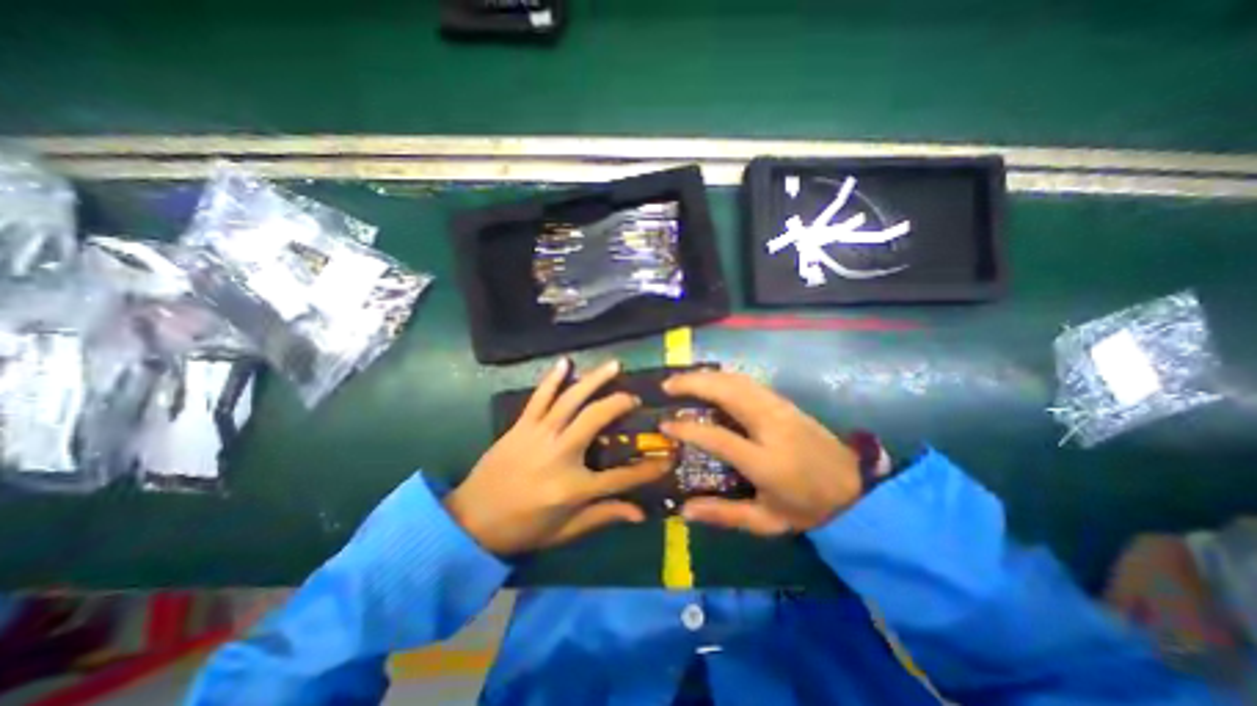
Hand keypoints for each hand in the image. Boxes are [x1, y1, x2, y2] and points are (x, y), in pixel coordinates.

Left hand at [446, 357, 671, 557]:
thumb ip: (603, 516)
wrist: (470, 522)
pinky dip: (553, 377)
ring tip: (614, 365)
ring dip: (594, 380)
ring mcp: (539, 435)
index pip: (622, 477)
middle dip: (620, 404)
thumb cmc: (522, 529)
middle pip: (596, 419)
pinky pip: (539, 396)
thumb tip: (640, 513)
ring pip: (571, 399)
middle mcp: (559, 454)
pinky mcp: (521, 426)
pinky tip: (566, 362)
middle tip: (633, 398)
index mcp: (572, 488)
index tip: (668, 457)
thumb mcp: (566, 531)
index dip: (648, 469)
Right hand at [661, 373, 858, 532]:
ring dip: (706, 376)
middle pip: (728, 393)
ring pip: (737, 381)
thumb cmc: (809, 507)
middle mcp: (772, 427)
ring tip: (682, 379)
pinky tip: (710, 380)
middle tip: (667, 386)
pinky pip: (747, 382)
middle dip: (693, 384)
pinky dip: (723, 377)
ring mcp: (780, 409)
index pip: (718, 438)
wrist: (856, 486)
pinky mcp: (785, 402)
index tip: (665, 424)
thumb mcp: (768, 521)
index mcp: (766, 462)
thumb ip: (725, 515)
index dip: (688, 429)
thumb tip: (685, 510)